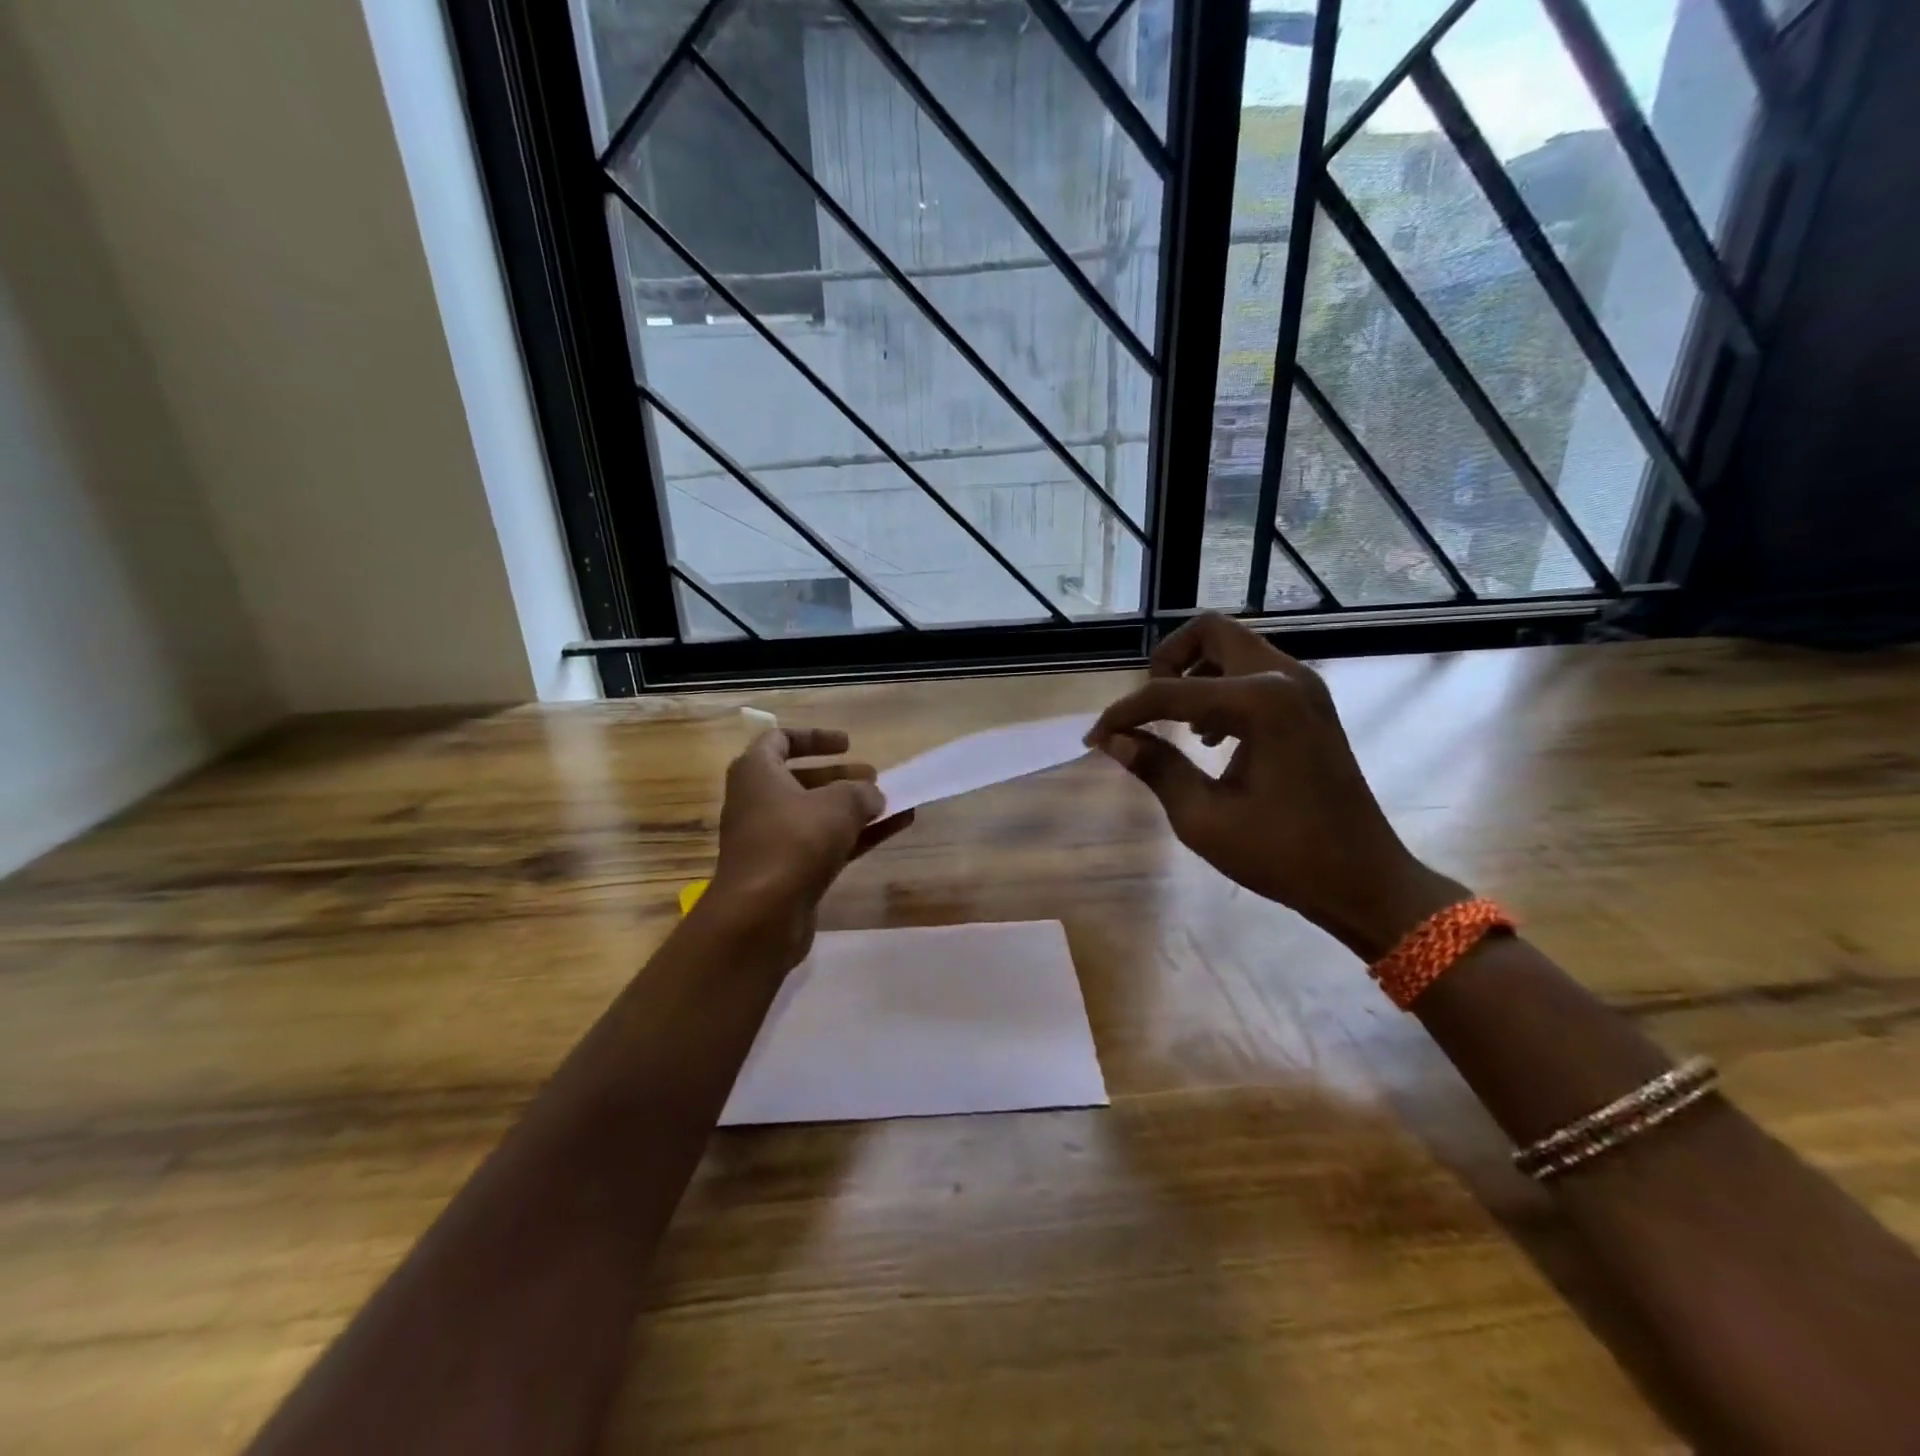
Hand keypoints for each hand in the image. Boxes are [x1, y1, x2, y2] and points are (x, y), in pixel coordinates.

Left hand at [705, 728, 910, 968]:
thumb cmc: (794, 841)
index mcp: (756, 773)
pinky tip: (895, 828)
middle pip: (800, 779)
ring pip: (816, 814)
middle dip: (840, 776)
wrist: (761, 915)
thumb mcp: (838, 804)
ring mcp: (772, 840)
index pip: (780, 740)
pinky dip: (856, 835)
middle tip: (873, 777)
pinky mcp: (787, 872)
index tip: (849, 745)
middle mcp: (758, 802)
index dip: (815, 737)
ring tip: (890, 802)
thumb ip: (861, 792)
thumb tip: (873, 796)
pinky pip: (825, 844)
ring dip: (852, 807)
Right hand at [1086, 614, 1461, 959]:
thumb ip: (1156, 768)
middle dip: (1166, 662)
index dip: (1124, 714)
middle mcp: (1285, 677)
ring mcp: (1304, 687)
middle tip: (1146, 710)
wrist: (1363, 878)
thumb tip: (1113, 741)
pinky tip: (1211, 737)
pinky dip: (1221, 688)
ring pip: (1233, 648)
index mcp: (1260, 703)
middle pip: (1209, 632)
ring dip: (1194, 673)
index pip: (1170, 691)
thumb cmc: (1283, 855)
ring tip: (1177, 727)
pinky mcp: (1310, 704)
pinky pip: (1254, 671)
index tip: (1095, 740)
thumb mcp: (1204, 819)